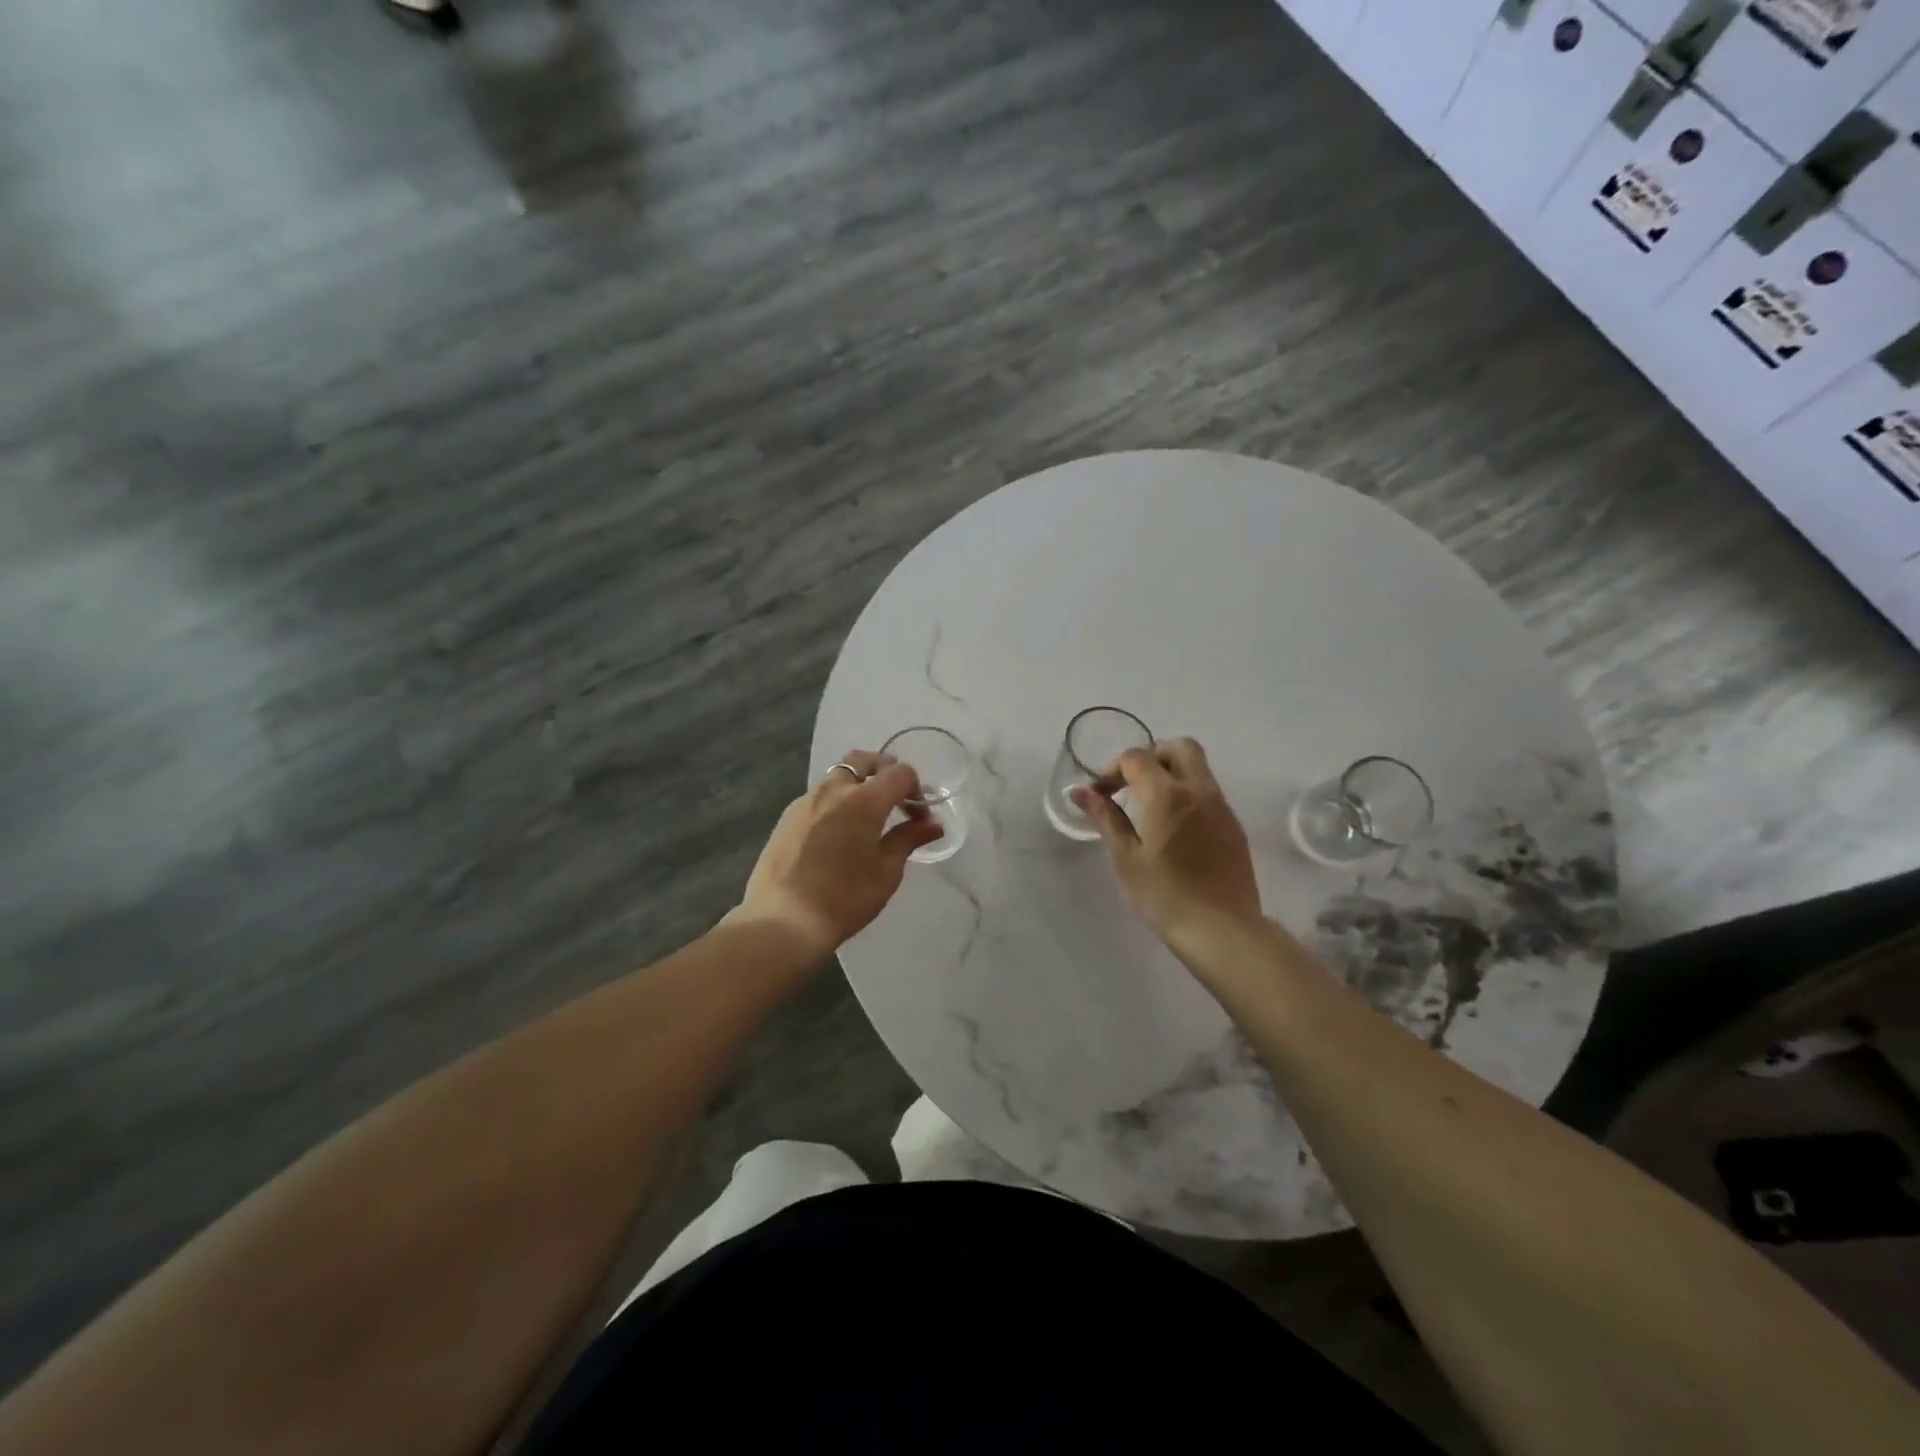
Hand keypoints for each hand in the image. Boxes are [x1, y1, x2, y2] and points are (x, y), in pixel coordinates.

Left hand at [731, 749, 944, 960]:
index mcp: (863, 800)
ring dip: (858, 785)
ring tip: (866, 819)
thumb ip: (909, 839)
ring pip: (838, 775)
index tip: (919, 816)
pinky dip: (836, 801)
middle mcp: (833, 790)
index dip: (916, 789)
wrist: (783, 921)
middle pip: (863, 760)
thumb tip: (933, 824)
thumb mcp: (886, 872)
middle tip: (895, 800)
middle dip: (884, 771)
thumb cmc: (844, 898)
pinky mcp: (787, 817)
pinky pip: (818, 796)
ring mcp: (805, 801)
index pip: (899, 773)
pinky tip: (838, 834)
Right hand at [1073, 738, 1263, 951]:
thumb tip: (1080, 791)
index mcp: (1167, 795)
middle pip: (1179, 747)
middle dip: (1151, 756)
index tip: (1101, 795)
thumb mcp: (1125, 858)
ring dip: (1171, 774)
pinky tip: (1174, 828)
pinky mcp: (1234, 826)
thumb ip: (1105, 818)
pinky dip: (1188, 794)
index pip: (1137, 758)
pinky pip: (1209, 793)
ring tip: (1150, 808)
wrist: (1222, 930)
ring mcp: (1221, 807)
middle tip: (1131, 785)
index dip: (1113, 770)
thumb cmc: (1165, 896)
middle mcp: (1199, 791)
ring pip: (1198, 768)